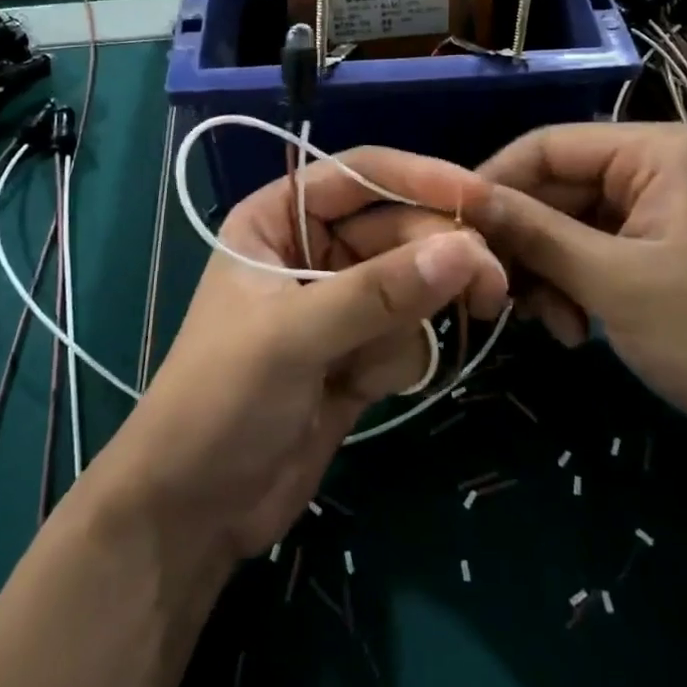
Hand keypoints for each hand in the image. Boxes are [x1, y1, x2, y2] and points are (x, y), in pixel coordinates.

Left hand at [89, 148, 505, 563]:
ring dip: (416, 316)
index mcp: (278, 218)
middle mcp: (311, 249)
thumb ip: (379, 293)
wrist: (195, 512)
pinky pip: (409, 332)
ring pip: (413, 281)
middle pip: (399, 228)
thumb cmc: (220, 401)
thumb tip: (466, 250)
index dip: (423, 178)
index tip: (483, 197)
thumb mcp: (293, 337)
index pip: (362, 174)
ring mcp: (339, 302)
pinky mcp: (359, 350)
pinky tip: (362, 389)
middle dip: (439, 257)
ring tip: (388, 359)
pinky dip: (399, 358)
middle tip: (491, 287)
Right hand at [468, 123, 686, 459]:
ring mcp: (648, 215)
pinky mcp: (647, 255)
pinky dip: (570, 290)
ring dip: (545, 275)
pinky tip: (575, 333)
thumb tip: (465, 197)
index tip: (450, 223)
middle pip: (554, 189)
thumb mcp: (616, 282)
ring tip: (549, 324)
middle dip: (524, 242)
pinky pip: (585, 256)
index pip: (549, 145)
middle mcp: (648, 171)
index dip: (495, 180)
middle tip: (492, 290)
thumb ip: (537, 233)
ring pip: (563, 228)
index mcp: (652, 152)